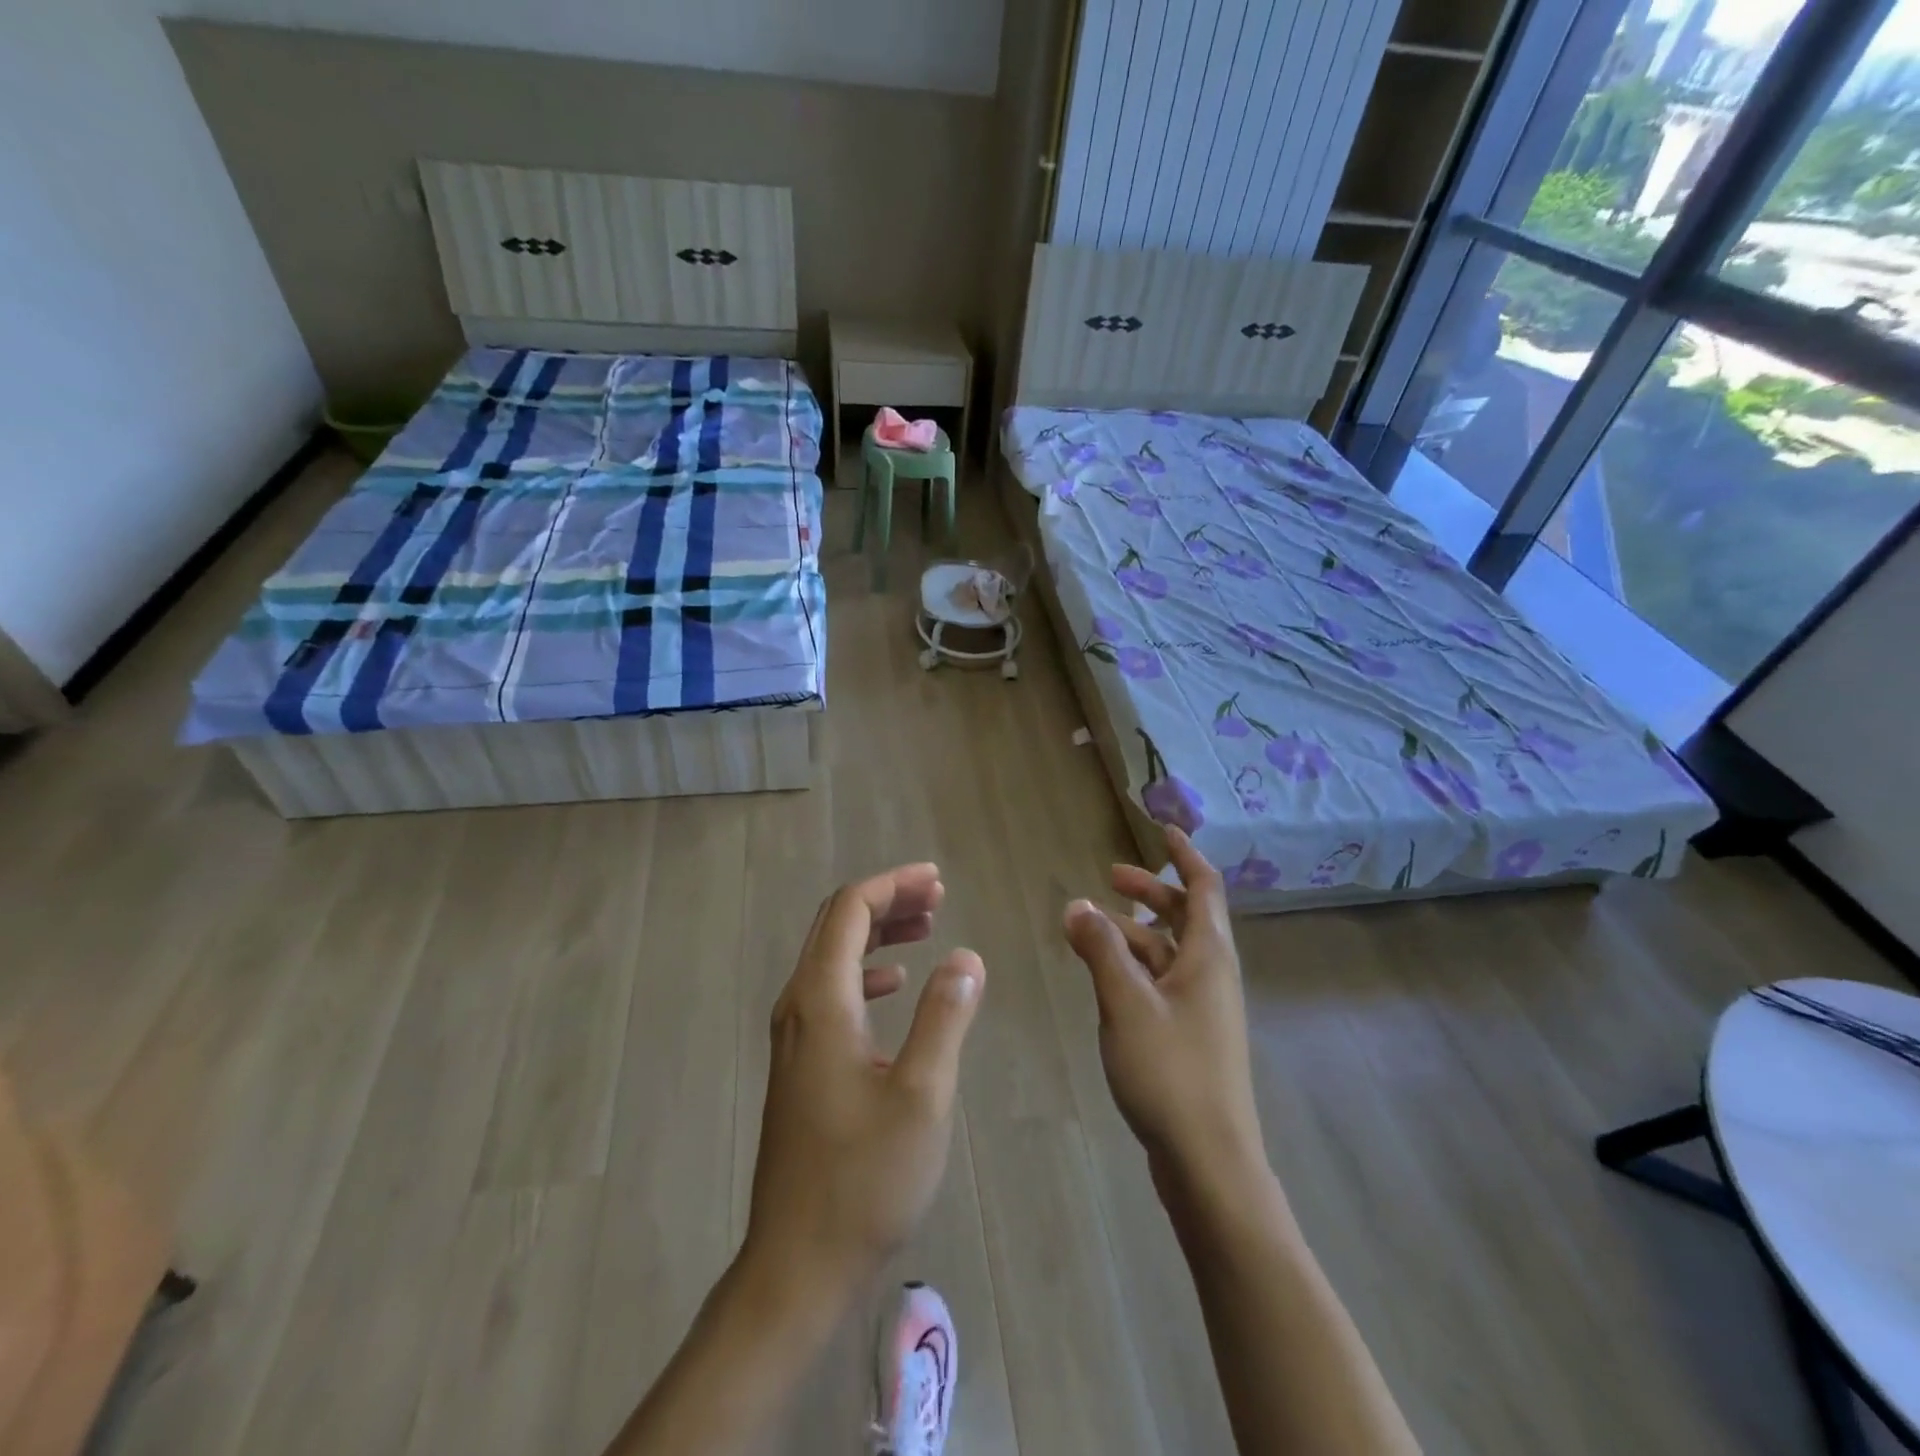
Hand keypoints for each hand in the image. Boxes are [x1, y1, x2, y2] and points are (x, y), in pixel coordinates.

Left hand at [742, 864, 984, 1307]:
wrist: (797, 1263)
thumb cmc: (864, 1179)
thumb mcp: (921, 1095)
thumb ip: (945, 1016)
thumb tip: (966, 957)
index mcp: (821, 1002)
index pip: (848, 910)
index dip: (892, 885)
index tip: (937, 880)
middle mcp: (798, 1007)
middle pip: (836, 925)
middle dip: (887, 901)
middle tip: (938, 896)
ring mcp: (794, 1037)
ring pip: (833, 957)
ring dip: (878, 933)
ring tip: (927, 928)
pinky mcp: (801, 1063)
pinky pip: (832, 991)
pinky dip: (867, 971)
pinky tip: (895, 984)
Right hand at [1063, 829, 1265, 1204]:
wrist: (1209, 1161)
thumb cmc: (1170, 1071)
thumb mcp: (1125, 1001)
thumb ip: (1100, 948)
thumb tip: (1077, 904)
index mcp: (1208, 956)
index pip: (1204, 886)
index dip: (1184, 854)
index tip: (1161, 829)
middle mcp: (1213, 974)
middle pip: (1186, 915)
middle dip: (1150, 891)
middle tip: (1110, 878)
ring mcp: (1204, 1008)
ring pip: (1170, 951)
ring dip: (1135, 932)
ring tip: (1091, 929)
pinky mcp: (1191, 1036)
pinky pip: (1163, 982)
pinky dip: (1136, 967)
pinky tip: (1105, 978)